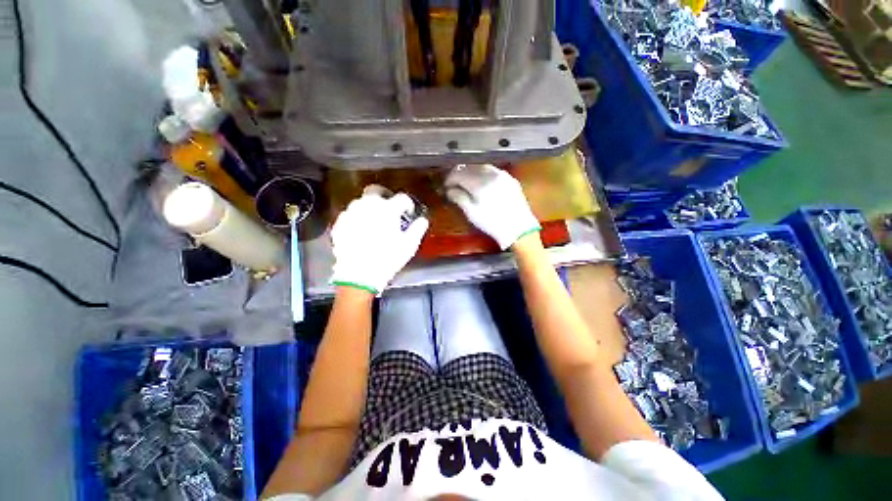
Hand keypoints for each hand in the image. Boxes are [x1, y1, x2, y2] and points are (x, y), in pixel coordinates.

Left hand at [330, 185, 428, 293]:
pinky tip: (361, 232)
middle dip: (385, 199)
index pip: (402, 198)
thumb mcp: (409, 245)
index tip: (408, 213)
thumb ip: (418, 228)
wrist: (358, 275)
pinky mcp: (340, 223)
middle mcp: (368, 205)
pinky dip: (357, 219)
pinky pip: (350, 215)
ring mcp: (351, 213)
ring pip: (362, 203)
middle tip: (390, 213)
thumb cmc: (387, 259)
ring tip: (374, 224)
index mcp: (388, 209)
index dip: (408, 205)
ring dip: (370, 209)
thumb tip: (422, 220)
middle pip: (377, 192)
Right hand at [444, 164, 539, 249]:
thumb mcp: (471, 213)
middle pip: (470, 168)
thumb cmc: (492, 223)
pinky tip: (481, 181)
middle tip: (453, 183)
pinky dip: (483, 173)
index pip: (459, 174)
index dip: (450, 179)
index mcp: (480, 184)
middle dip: (459, 174)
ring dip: (471, 172)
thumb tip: (450, 190)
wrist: (519, 228)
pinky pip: (493, 171)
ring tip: (466, 181)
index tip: (446, 186)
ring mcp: (502, 175)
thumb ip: (459, 198)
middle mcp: (491, 175)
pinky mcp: (510, 179)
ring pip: (481, 167)